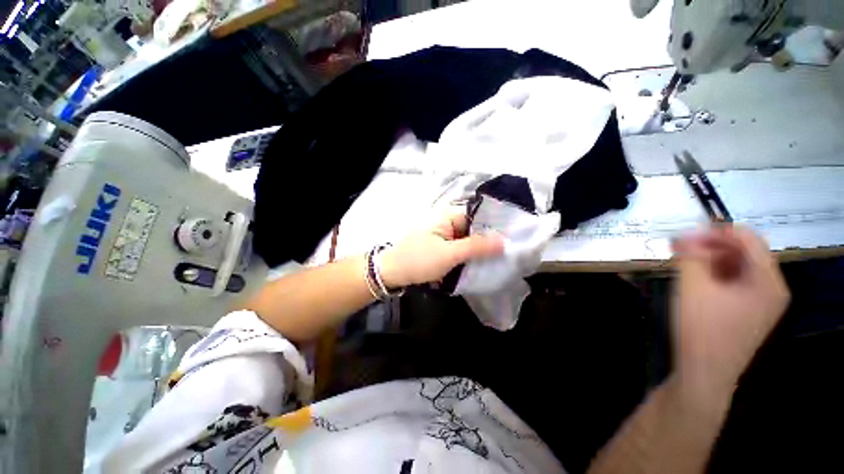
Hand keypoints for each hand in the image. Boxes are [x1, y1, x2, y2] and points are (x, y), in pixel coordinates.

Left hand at [378, 211, 503, 287]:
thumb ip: (476, 247)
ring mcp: (444, 234)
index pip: (478, 216)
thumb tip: (504, 240)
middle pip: (474, 229)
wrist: (392, 273)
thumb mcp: (449, 254)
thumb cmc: (418, 260)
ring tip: (499, 260)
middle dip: (488, 241)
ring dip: (479, 250)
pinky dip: (469, 255)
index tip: (512, 238)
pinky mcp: (442, 246)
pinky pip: (460, 248)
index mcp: (448, 215)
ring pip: (468, 240)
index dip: (495, 226)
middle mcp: (447, 221)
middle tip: (508, 253)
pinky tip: (481, 264)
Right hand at [671, 225, 789, 390]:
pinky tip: (695, 280)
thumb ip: (689, 255)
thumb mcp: (692, 286)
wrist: (704, 373)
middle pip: (745, 253)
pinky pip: (736, 284)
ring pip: (739, 268)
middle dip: (712, 246)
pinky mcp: (749, 313)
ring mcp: (762, 303)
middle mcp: (772, 289)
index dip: (716, 231)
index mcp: (768, 281)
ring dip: (711, 260)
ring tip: (683, 264)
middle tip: (680, 249)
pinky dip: (716, 276)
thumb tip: (683, 233)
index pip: (748, 239)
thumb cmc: (701, 328)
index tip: (685, 235)